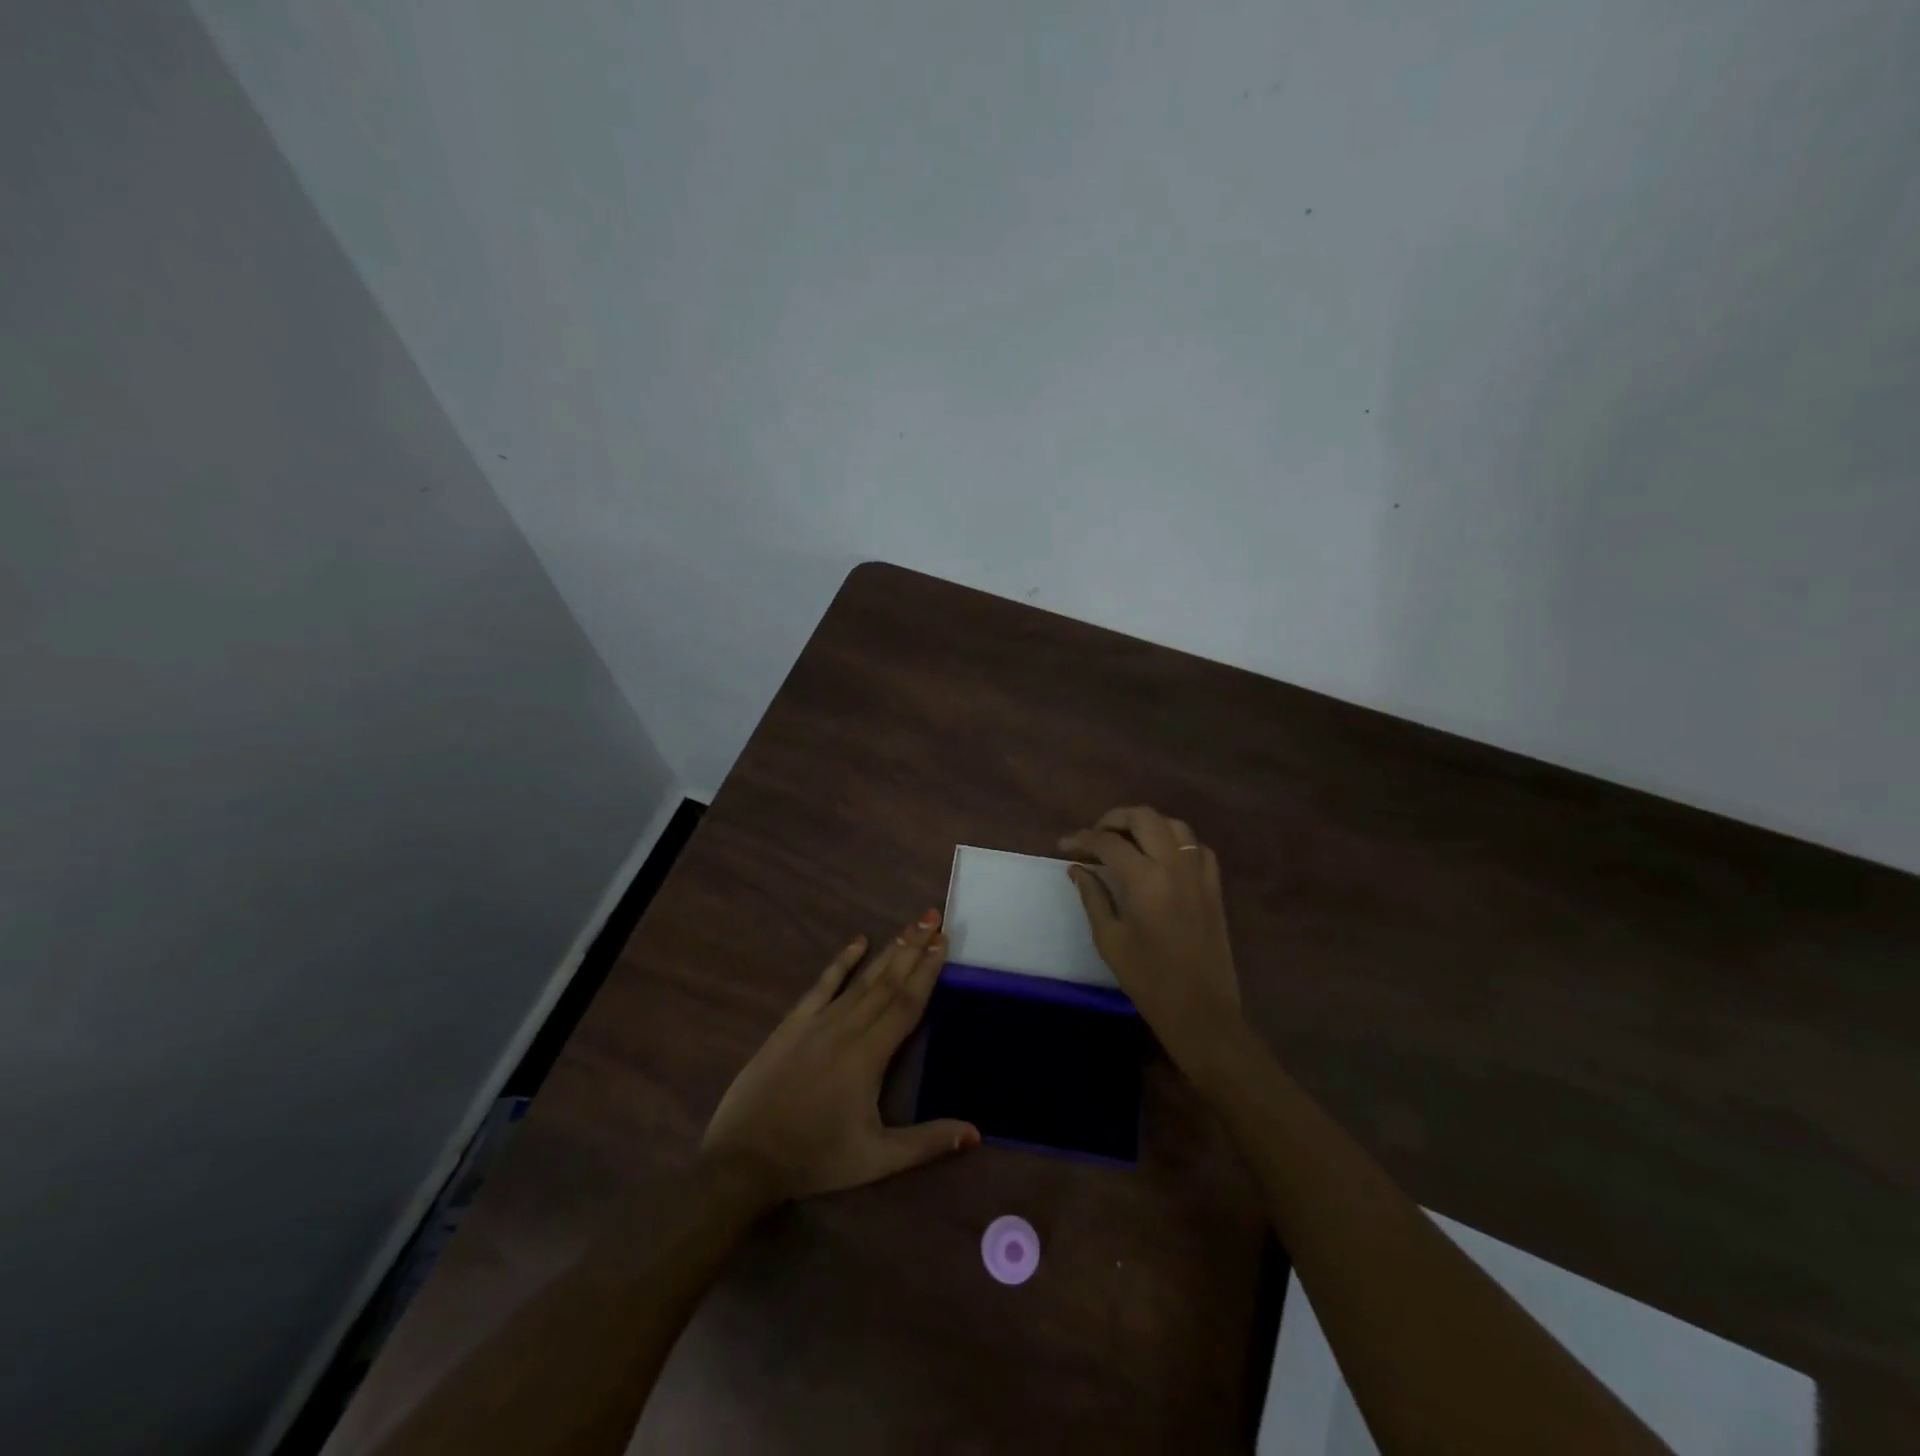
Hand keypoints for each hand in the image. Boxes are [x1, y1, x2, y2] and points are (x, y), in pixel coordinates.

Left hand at [700, 909, 979, 1202]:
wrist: (744, 1159)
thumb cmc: (815, 1158)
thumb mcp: (875, 1160)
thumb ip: (926, 1143)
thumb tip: (975, 1133)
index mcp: (869, 1056)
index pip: (907, 1003)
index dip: (927, 971)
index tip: (943, 941)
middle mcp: (847, 1028)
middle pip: (887, 981)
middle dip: (913, 948)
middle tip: (933, 917)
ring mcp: (817, 1022)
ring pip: (860, 979)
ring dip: (887, 951)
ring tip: (909, 927)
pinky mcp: (792, 1024)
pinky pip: (821, 985)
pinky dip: (841, 962)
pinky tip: (857, 942)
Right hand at [1060, 806, 1242, 1072]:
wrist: (1200, 1009)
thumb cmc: (1148, 979)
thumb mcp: (1110, 939)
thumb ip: (1093, 897)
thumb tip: (1077, 868)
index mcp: (1146, 879)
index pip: (1108, 842)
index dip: (1082, 838)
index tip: (1064, 845)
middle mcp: (1175, 866)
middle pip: (1144, 818)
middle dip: (1114, 819)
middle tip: (1095, 836)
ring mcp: (1199, 873)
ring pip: (1174, 825)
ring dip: (1146, 824)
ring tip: (1127, 840)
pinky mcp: (1214, 886)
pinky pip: (1197, 847)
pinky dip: (1176, 842)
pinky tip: (1162, 857)